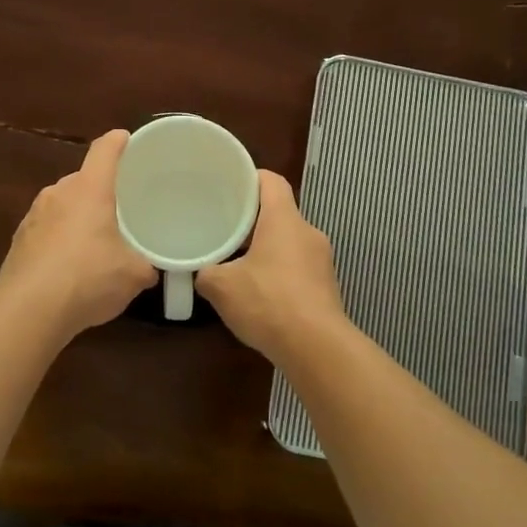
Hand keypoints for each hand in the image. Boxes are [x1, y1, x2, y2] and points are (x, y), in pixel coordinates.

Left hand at [0, 130, 155, 337]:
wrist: (29, 310)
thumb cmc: (89, 277)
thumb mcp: (133, 274)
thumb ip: (146, 265)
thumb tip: (151, 268)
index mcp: (90, 188)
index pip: (104, 149)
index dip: (118, 142)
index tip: (127, 141)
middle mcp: (59, 192)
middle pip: (83, 179)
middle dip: (99, 190)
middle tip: (119, 209)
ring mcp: (33, 215)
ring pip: (62, 205)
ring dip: (76, 217)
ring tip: (93, 241)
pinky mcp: (18, 241)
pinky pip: (45, 230)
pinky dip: (58, 240)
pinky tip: (67, 267)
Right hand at [197, 171, 347, 361]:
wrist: (317, 348)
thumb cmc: (269, 303)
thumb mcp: (222, 287)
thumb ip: (206, 272)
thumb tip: (200, 271)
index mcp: (284, 219)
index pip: (271, 181)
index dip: (250, 178)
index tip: (228, 186)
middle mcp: (308, 232)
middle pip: (279, 212)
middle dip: (252, 218)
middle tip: (224, 226)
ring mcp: (322, 260)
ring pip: (289, 241)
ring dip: (266, 247)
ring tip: (238, 261)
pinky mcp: (326, 286)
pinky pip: (299, 266)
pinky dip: (279, 271)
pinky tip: (260, 292)